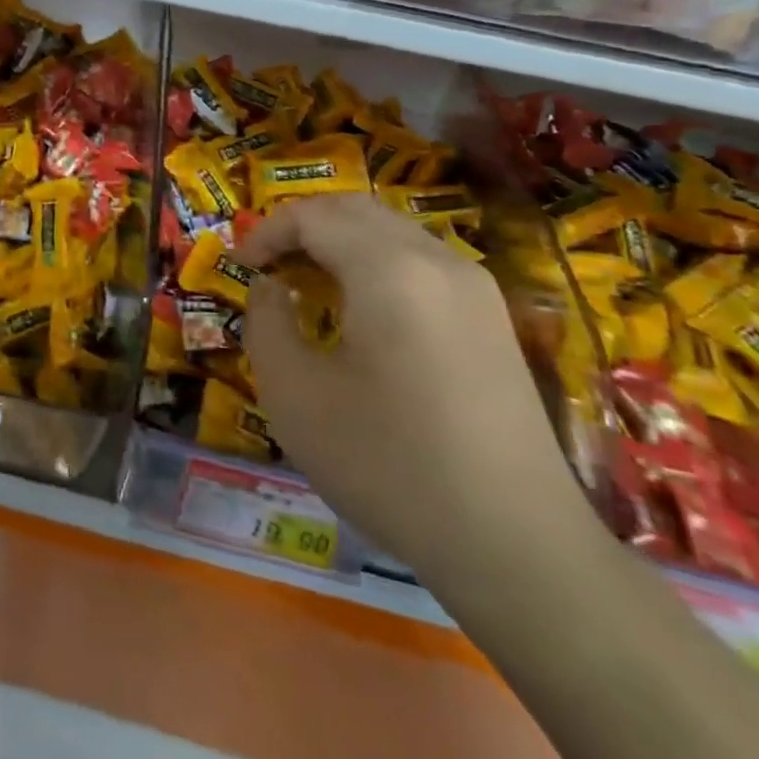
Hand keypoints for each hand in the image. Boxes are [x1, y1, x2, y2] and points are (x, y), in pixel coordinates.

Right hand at [238, 193, 594, 584]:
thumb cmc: (389, 465)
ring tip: (307, 284)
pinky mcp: (493, 319)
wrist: (518, 548)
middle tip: (268, 266)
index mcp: (389, 269)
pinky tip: (361, 312)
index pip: (312, 215)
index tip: (240, 268)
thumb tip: (271, 288)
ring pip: (391, 231)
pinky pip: (420, 261)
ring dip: (340, 242)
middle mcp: (437, 260)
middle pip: (355, 210)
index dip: (266, 232)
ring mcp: (475, 288)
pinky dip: (376, 263)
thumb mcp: (294, 396)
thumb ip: (266, 322)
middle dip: (302, 227)